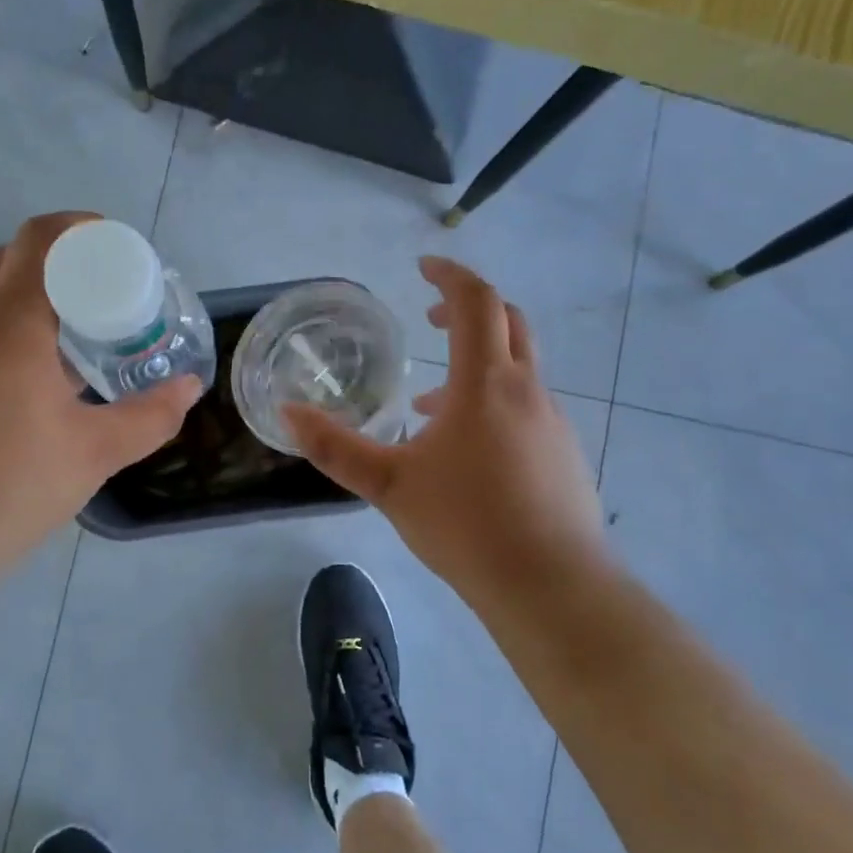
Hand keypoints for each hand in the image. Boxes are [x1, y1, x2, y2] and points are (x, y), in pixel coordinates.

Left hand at [0, 212, 199, 569]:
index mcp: (6, 327)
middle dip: (49, 265)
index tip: (109, 243)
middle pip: (2, 260)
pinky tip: (1, 399)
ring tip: (50, 355)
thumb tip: (189, 388)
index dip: (78, 227)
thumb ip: (150, 416)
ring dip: (14, 306)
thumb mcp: (94, 455)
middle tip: (87, 301)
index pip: (39, 240)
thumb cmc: (8, 491)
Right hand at [285, 257, 605, 606]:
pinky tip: (466, 452)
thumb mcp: (388, 486)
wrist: (551, 585)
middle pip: (508, 322)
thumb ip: (335, 448)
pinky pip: (527, 406)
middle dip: (468, 310)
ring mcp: (553, 421)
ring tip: (431, 406)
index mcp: (486, 383)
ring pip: (517, 369)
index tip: (423, 267)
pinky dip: (494, 403)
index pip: (476, 302)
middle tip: (430, 320)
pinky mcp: (564, 453)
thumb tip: (289, 415)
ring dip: (476, 366)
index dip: (450, 276)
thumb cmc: (465, 525)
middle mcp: (527, 390)